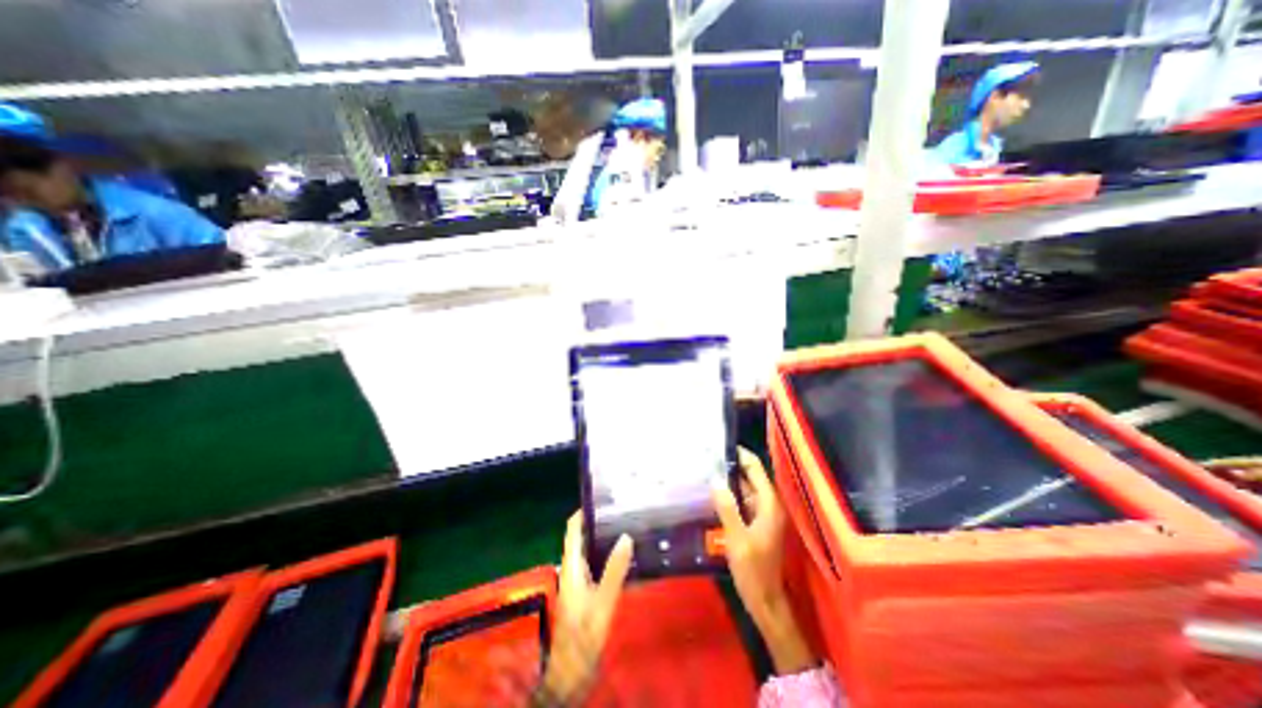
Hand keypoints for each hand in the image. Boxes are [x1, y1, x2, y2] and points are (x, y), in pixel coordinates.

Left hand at [536, 512, 629, 705]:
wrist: (572, 671)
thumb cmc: (584, 634)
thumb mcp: (603, 601)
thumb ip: (614, 569)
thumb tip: (626, 536)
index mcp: (571, 566)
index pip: (573, 529)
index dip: (583, 511)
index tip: (602, 498)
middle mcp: (572, 568)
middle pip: (581, 537)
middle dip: (598, 522)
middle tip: (621, 510)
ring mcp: (578, 580)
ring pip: (589, 550)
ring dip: (603, 538)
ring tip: (626, 526)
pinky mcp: (585, 591)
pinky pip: (595, 563)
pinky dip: (607, 554)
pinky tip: (624, 555)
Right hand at [710, 447, 819, 674]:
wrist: (765, 600)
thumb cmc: (753, 570)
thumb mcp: (737, 539)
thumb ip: (727, 508)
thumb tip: (715, 479)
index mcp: (769, 504)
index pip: (755, 469)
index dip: (740, 455)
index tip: (720, 444)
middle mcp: (769, 504)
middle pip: (750, 476)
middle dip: (731, 465)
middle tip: (707, 455)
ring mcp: (762, 514)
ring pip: (745, 488)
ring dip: (729, 479)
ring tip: (706, 468)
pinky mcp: (755, 523)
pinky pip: (742, 501)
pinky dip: (730, 494)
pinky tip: (713, 492)